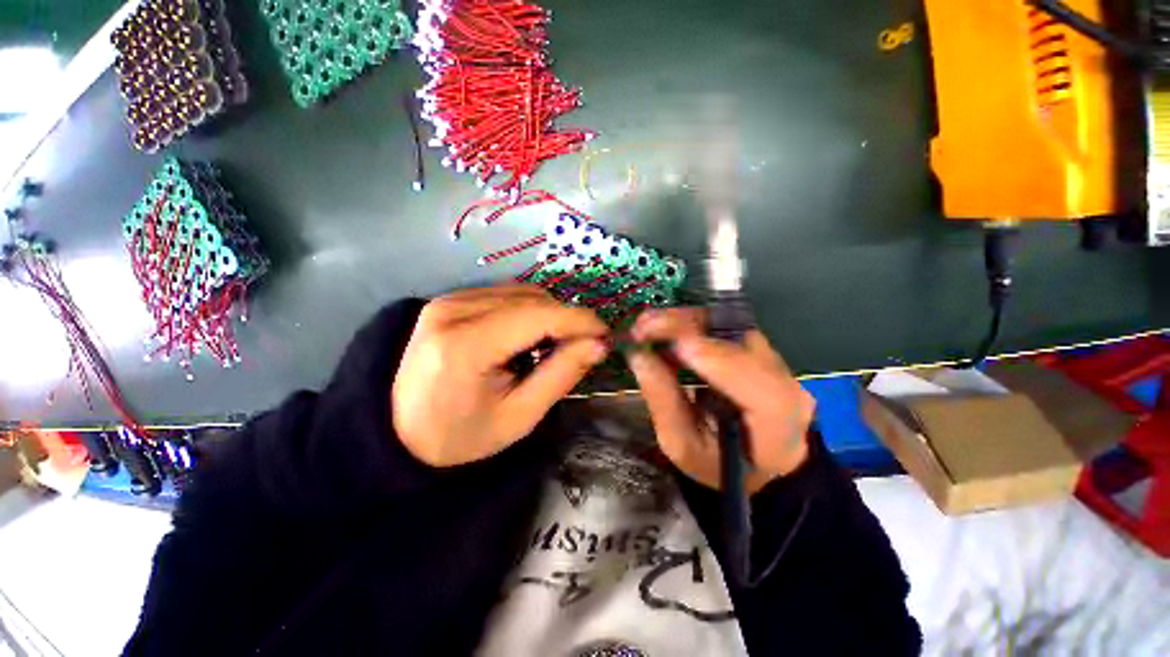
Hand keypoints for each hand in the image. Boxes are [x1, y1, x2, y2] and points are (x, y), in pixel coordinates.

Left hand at [393, 285, 609, 466]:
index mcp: (465, 345)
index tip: (606, 334)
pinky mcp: (449, 300)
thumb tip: (598, 344)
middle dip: (566, 319)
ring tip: (555, 345)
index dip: (579, 320)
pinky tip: (528, 337)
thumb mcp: (518, 417)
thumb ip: (560, 376)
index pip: (537, 316)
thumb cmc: (459, 436)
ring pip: (520, 293)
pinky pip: (504, 295)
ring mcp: (448, 300)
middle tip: (583, 346)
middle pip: (531, 299)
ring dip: (548, 315)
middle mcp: (453, 310)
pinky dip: (528, 312)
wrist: (398, 432)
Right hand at [627, 309, 814, 493]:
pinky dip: (691, 324)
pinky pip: (723, 328)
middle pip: (739, 342)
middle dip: (688, 328)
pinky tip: (665, 329)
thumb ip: (662, 400)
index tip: (674, 345)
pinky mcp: (758, 349)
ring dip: (685, 321)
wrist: (755, 462)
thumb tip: (638, 355)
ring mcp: (774, 360)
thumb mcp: (682, 444)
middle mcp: (784, 382)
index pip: (754, 383)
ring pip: (730, 327)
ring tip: (647, 325)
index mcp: (777, 423)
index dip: (716, 358)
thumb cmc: (719, 465)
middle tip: (643, 326)